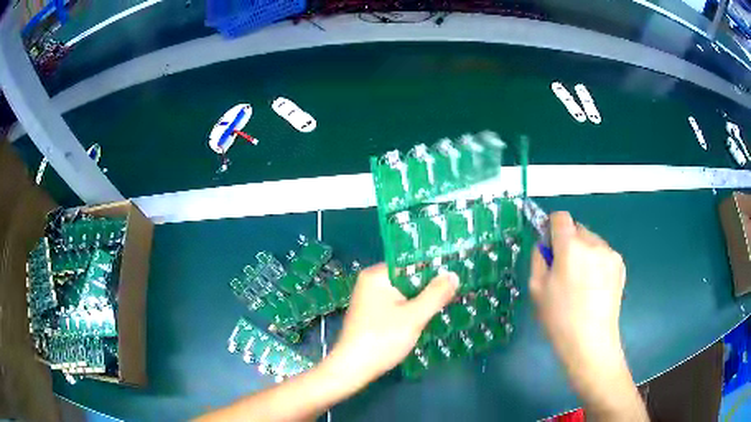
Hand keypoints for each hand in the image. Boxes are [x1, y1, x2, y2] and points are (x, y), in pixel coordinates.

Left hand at [326, 263, 458, 387]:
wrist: (352, 368)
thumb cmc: (382, 339)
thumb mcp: (414, 317)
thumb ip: (436, 294)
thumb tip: (454, 274)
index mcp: (377, 275)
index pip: (410, 263)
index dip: (434, 268)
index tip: (456, 273)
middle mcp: (370, 282)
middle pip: (407, 278)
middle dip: (429, 286)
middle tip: (456, 290)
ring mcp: (369, 299)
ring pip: (403, 293)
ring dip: (421, 299)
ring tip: (447, 301)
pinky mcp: (371, 314)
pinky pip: (397, 304)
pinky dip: (411, 309)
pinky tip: (426, 316)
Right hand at [530, 212, 646, 420]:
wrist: (591, 342)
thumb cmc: (559, 318)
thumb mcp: (537, 289)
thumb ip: (538, 259)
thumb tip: (544, 245)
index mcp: (571, 247)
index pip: (561, 217)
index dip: (552, 227)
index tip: (549, 246)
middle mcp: (593, 243)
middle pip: (577, 228)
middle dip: (569, 242)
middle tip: (564, 270)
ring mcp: (610, 253)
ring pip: (592, 241)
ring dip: (584, 252)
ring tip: (581, 281)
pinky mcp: (620, 265)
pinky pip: (603, 254)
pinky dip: (596, 262)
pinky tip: (594, 286)